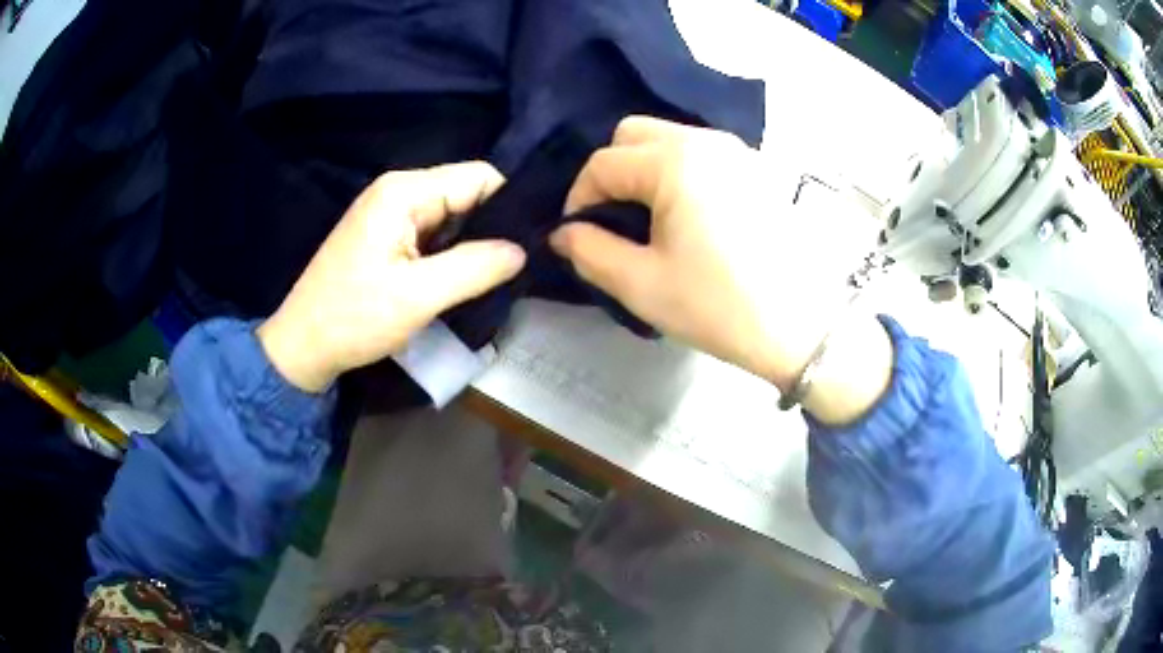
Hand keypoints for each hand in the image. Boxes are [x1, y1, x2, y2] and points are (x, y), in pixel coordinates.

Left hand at [258, 162, 525, 392]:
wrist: (302, 347)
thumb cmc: (353, 318)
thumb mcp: (418, 296)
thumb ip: (475, 267)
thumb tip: (522, 250)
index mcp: (404, 192)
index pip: (478, 177)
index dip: (507, 205)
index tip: (526, 245)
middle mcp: (398, 191)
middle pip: (465, 194)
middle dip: (489, 228)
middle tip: (509, 270)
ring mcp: (389, 213)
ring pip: (451, 216)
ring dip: (470, 245)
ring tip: (488, 279)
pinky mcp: (386, 236)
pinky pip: (432, 234)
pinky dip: (450, 255)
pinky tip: (458, 281)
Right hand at [551, 117, 890, 423]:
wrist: (802, 327)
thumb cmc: (719, 306)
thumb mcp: (641, 285)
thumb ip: (588, 250)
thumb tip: (564, 233)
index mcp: (675, 162)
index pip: (603, 163)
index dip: (578, 198)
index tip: (577, 234)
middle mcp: (707, 141)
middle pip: (634, 134)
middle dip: (610, 172)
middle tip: (612, 220)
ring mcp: (738, 151)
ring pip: (669, 139)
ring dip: (644, 171)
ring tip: (648, 220)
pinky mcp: (757, 169)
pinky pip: (701, 154)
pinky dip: (678, 173)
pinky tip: (687, 215)